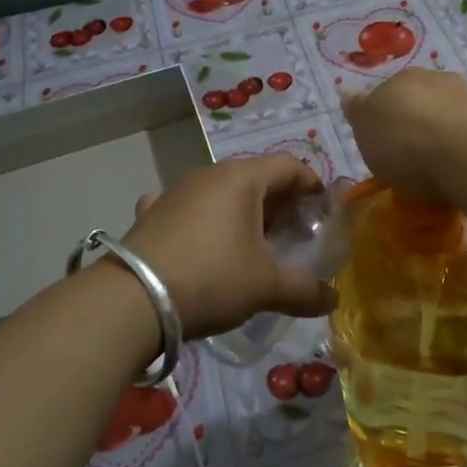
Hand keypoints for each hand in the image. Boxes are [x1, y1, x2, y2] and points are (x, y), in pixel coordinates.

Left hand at [120, 154, 337, 338]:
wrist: (132, 300)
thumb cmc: (212, 278)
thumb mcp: (266, 287)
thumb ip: (305, 291)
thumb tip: (333, 299)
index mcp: (242, 179)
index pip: (288, 166)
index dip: (312, 184)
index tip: (323, 211)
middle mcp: (208, 175)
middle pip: (255, 176)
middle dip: (279, 201)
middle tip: (293, 232)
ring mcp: (174, 192)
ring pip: (220, 191)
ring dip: (241, 210)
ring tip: (250, 242)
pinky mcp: (149, 214)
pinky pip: (185, 207)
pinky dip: (201, 219)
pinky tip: (199, 240)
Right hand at [342, 69, 466, 199]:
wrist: (465, 153)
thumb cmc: (405, 144)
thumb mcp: (365, 131)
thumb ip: (358, 111)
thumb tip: (349, 94)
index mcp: (400, 80)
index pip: (386, 93)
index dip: (384, 116)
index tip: (384, 142)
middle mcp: (437, 79)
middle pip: (423, 97)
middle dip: (420, 115)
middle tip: (415, 149)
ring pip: (456, 104)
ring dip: (451, 119)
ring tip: (448, 153)